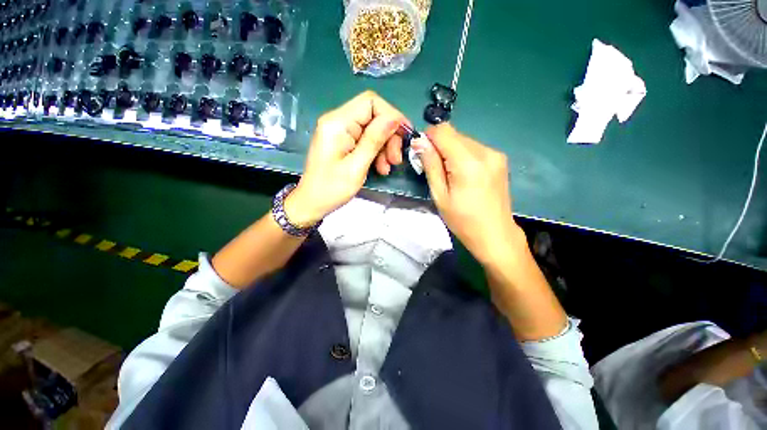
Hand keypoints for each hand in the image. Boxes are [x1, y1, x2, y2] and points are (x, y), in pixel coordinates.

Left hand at [285, 91, 408, 225]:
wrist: (312, 203)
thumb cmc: (331, 189)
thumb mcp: (356, 166)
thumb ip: (374, 140)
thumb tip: (395, 118)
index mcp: (337, 123)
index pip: (370, 102)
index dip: (392, 115)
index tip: (405, 135)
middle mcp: (338, 121)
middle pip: (374, 116)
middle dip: (389, 136)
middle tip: (395, 159)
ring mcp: (341, 131)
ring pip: (373, 129)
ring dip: (385, 147)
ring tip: (387, 168)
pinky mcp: (344, 141)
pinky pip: (366, 140)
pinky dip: (377, 152)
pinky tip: (380, 168)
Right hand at [416, 123, 523, 266]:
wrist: (495, 234)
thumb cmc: (463, 220)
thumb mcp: (440, 195)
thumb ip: (430, 165)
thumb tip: (419, 141)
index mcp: (468, 162)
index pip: (443, 130)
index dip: (429, 138)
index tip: (423, 154)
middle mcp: (485, 151)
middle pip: (454, 134)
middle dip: (439, 147)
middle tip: (436, 170)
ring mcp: (495, 154)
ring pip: (463, 140)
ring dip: (451, 152)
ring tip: (451, 175)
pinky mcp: (500, 159)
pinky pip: (474, 148)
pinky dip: (463, 156)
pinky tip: (464, 175)